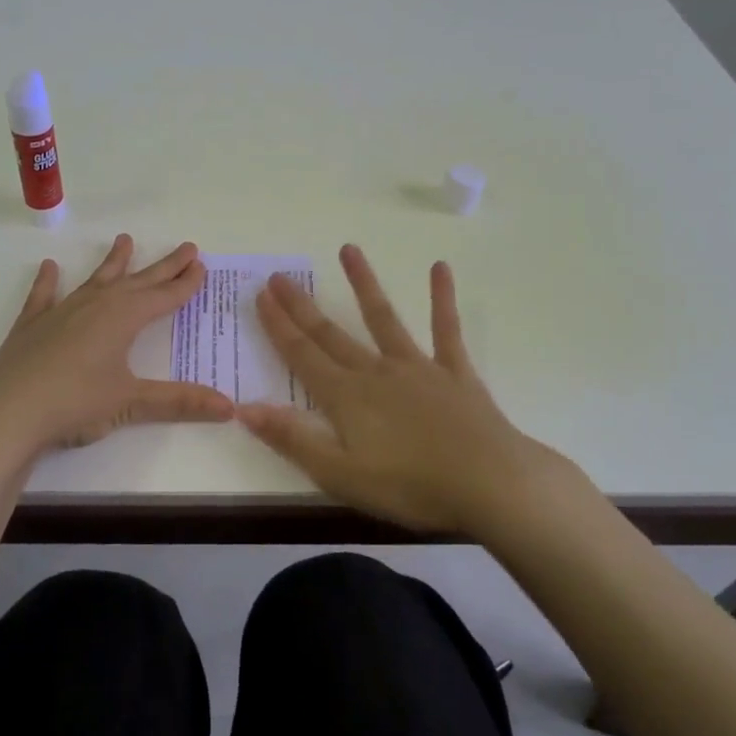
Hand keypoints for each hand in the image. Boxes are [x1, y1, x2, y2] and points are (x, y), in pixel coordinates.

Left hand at [0, 234, 234, 456]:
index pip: (164, 296)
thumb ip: (179, 401)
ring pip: (95, 280)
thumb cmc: (76, 403)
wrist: (9, 411)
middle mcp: (96, 305)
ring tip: (124, 240)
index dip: (185, 283)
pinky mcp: (32, 326)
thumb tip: (229, 407)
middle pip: (138, 281)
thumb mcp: (131, 403)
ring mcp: (62, 312)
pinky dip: (48, 282)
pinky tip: (49, 267)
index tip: (201, 265)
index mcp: (124, 318)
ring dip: (113, 262)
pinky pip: (44, 297)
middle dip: (164, 266)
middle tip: (186, 247)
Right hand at [238, 244, 592, 534]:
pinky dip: (442, 299)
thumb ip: (293, 439)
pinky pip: (446, 330)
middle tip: (280, 275)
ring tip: (349, 249)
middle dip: (302, 306)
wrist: (490, 483)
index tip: (261, 295)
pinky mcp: (454, 373)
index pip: (302, 355)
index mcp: (346, 397)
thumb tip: (244, 407)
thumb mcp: (340, 474)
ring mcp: (417, 367)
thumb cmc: (411, 486)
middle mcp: (376, 372)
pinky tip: (440, 268)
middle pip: (331, 334)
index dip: (278, 326)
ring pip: (383, 319)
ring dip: (364, 284)